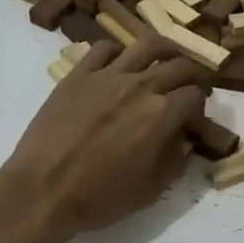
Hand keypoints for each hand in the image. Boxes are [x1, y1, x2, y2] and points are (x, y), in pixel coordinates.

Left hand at [0, 37, 208, 242]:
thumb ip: (174, 160)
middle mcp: (140, 86)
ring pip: (147, 45)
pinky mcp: (78, 74)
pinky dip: (119, 53)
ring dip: (166, 50)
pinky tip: (119, 66)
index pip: (196, 95)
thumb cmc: (99, 197)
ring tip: (167, 59)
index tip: (194, 120)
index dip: (201, 107)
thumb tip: (182, 141)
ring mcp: (107, 75)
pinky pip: (104, 49)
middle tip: (193, 85)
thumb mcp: (151, 190)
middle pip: (180, 64)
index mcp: (162, 114)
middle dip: (194, 74)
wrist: (42, 190)